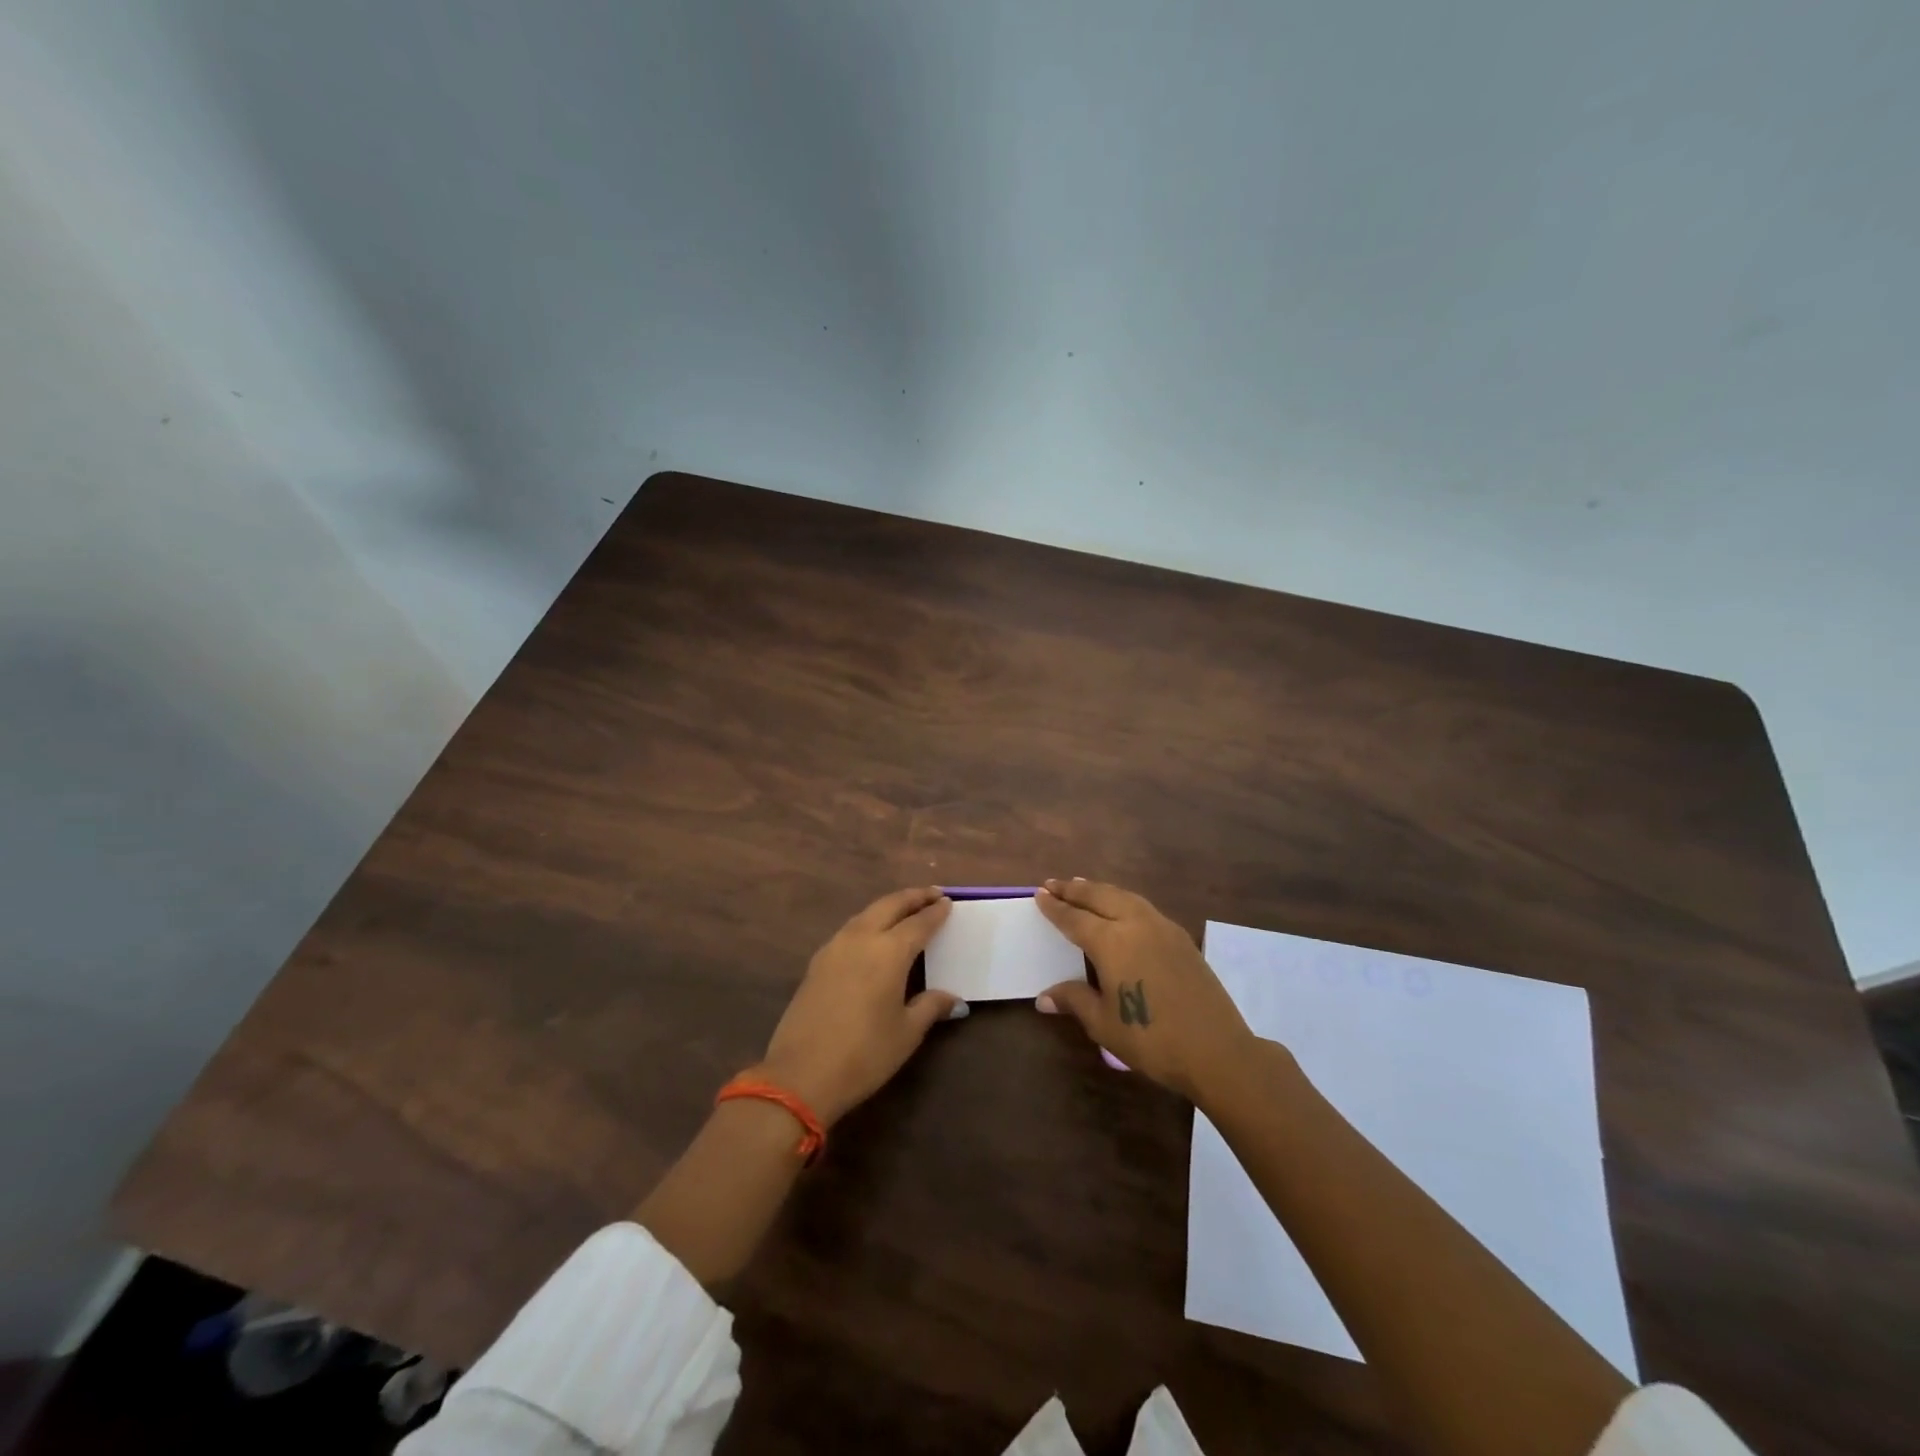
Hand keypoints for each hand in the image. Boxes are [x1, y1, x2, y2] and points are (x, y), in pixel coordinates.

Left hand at [756, 887, 960, 1125]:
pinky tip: (872, 935)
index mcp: (889, 951)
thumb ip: (930, 1007)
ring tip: (905, 909)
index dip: (935, 913)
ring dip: (888, 906)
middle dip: (913, 897)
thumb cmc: (864, 1054)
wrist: (800, 1075)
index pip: (919, 923)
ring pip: (866, 914)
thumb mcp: (906, 1033)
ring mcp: (834, 948)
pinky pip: (850, 929)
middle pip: (890, 906)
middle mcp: (861, 939)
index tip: (948, 903)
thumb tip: (953, 999)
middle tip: (932, 893)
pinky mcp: (817, 962)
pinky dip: (868, 922)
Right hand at [1034, 878, 1254, 1100]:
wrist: (1216, 1049)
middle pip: (1100, 897)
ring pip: (1124, 896)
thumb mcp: (1103, 1023)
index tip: (1039, 894)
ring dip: (1100, 890)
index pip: (1074, 918)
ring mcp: (1162, 927)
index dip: (1055, 907)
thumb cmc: (1151, 1039)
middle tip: (1054, 884)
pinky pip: (1143, 907)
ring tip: (1083, 886)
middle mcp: (1135, 924)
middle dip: (1074, 889)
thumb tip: (1043, 997)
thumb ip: (1074, 1000)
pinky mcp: (1181, 938)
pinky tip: (1121, 907)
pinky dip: (1124, 899)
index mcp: (1111, 942)